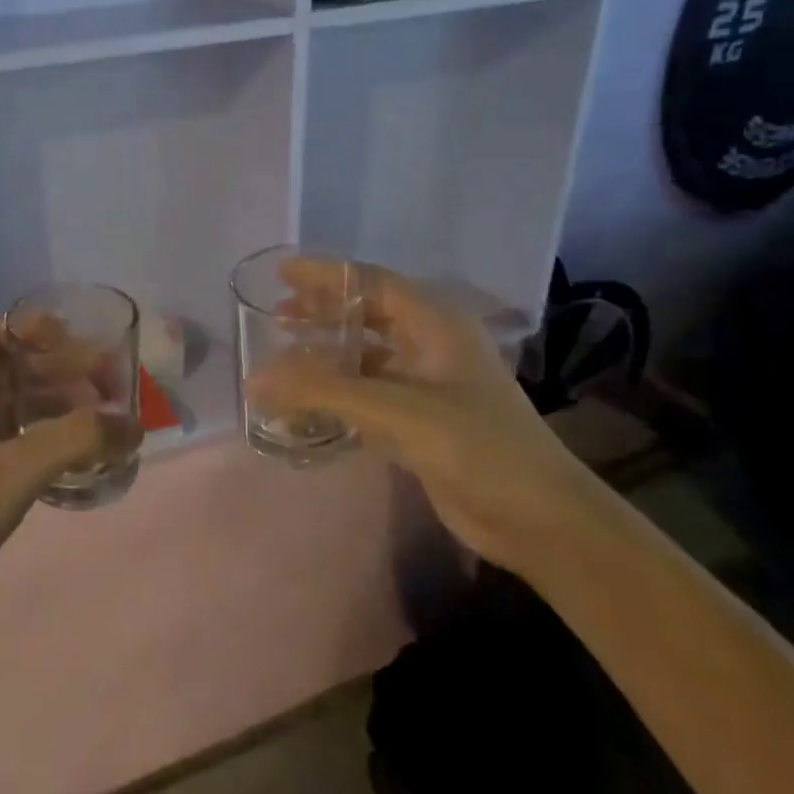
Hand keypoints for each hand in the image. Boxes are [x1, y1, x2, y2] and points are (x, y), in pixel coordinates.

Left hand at [0, 318, 137, 660]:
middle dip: (52, 370)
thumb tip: (132, 423)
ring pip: (5, 409)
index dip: (26, 330)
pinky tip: (73, 460)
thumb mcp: (12, 473)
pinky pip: (4, 445)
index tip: (73, 345)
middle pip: (1, 370)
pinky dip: (39, 442)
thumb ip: (76, 440)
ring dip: (50, 407)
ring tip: (99, 422)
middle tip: (103, 383)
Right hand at [251, 261, 602, 570]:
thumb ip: (324, 391)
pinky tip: (307, 404)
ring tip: (283, 358)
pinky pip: (369, 396)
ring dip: (327, 356)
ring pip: (367, 357)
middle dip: (323, 314)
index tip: (281, 275)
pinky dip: (337, 395)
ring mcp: (427, 386)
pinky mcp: (421, 423)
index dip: (325, 275)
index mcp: (436, 324)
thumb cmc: (476, 446)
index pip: (371, 282)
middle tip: (277, 318)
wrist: (538, 519)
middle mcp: (432, 345)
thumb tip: (254, 378)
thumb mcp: (397, 410)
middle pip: (368, 316)